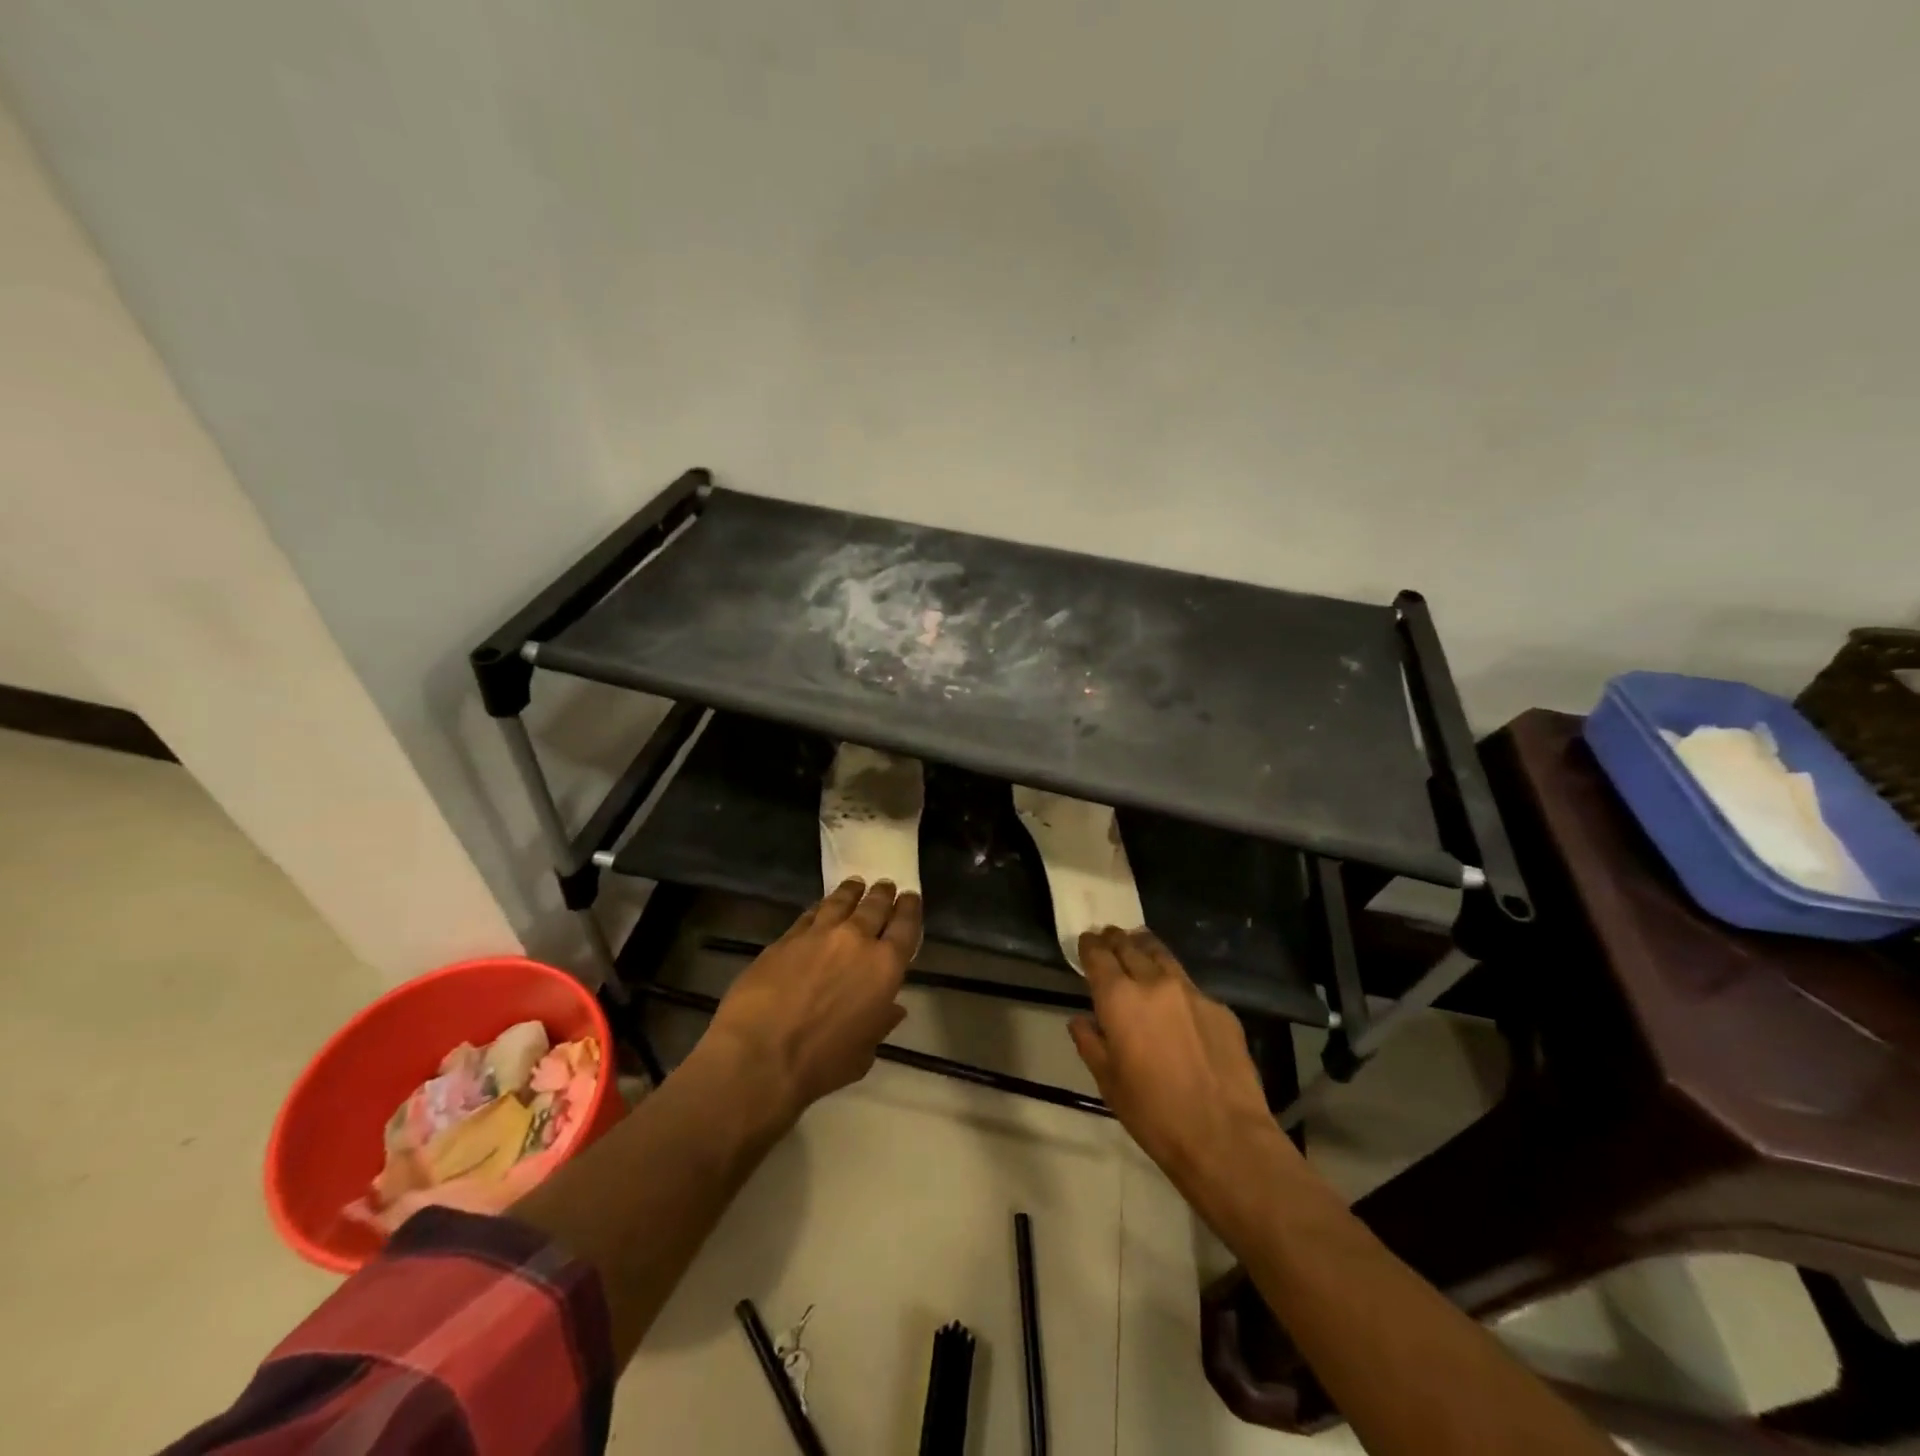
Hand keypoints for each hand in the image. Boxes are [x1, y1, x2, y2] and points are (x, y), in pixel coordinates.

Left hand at [708, 878, 921, 1117]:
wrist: (760, 1054)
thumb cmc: (821, 1063)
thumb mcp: (864, 1052)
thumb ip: (880, 1023)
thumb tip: (892, 1007)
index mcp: (884, 967)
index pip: (905, 927)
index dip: (909, 909)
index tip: (910, 898)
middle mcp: (856, 940)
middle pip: (874, 906)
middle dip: (883, 894)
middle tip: (886, 886)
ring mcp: (819, 934)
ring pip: (841, 901)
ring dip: (852, 891)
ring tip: (856, 884)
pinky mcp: (787, 937)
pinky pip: (810, 913)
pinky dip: (821, 907)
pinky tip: (821, 906)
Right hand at [1068, 928, 1300, 1204]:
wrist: (1224, 1135)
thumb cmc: (1153, 1113)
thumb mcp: (1108, 1082)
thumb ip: (1090, 1043)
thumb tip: (1081, 1021)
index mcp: (1119, 998)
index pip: (1098, 955)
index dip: (1089, 945)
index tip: (1086, 940)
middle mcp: (1153, 982)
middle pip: (1130, 946)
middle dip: (1116, 940)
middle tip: (1109, 937)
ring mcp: (1191, 991)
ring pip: (1162, 956)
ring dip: (1146, 948)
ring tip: (1139, 946)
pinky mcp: (1220, 1008)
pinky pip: (1190, 986)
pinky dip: (1175, 983)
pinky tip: (1176, 1000)